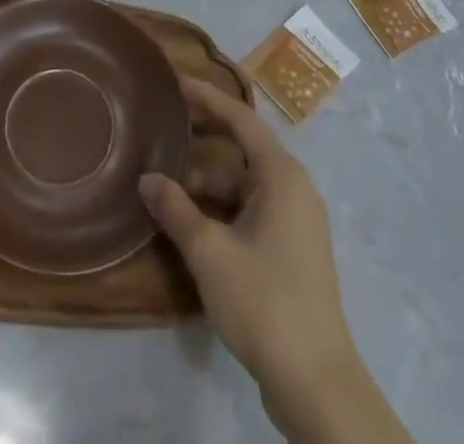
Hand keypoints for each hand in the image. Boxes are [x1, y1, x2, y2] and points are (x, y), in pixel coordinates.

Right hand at [140, 79, 411, 443]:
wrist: (316, 382)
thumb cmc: (264, 301)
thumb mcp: (209, 253)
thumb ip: (175, 209)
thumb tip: (147, 179)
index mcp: (281, 174)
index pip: (240, 118)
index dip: (207, 97)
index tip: (175, 82)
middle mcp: (294, 186)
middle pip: (244, 146)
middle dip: (205, 137)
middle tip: (166, 125)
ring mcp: (297, 219)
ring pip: (246, 182)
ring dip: (209, 181)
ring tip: (169, 187)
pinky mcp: (294, 248)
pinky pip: (254, 207)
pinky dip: (224, 206)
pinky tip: (194, 220)